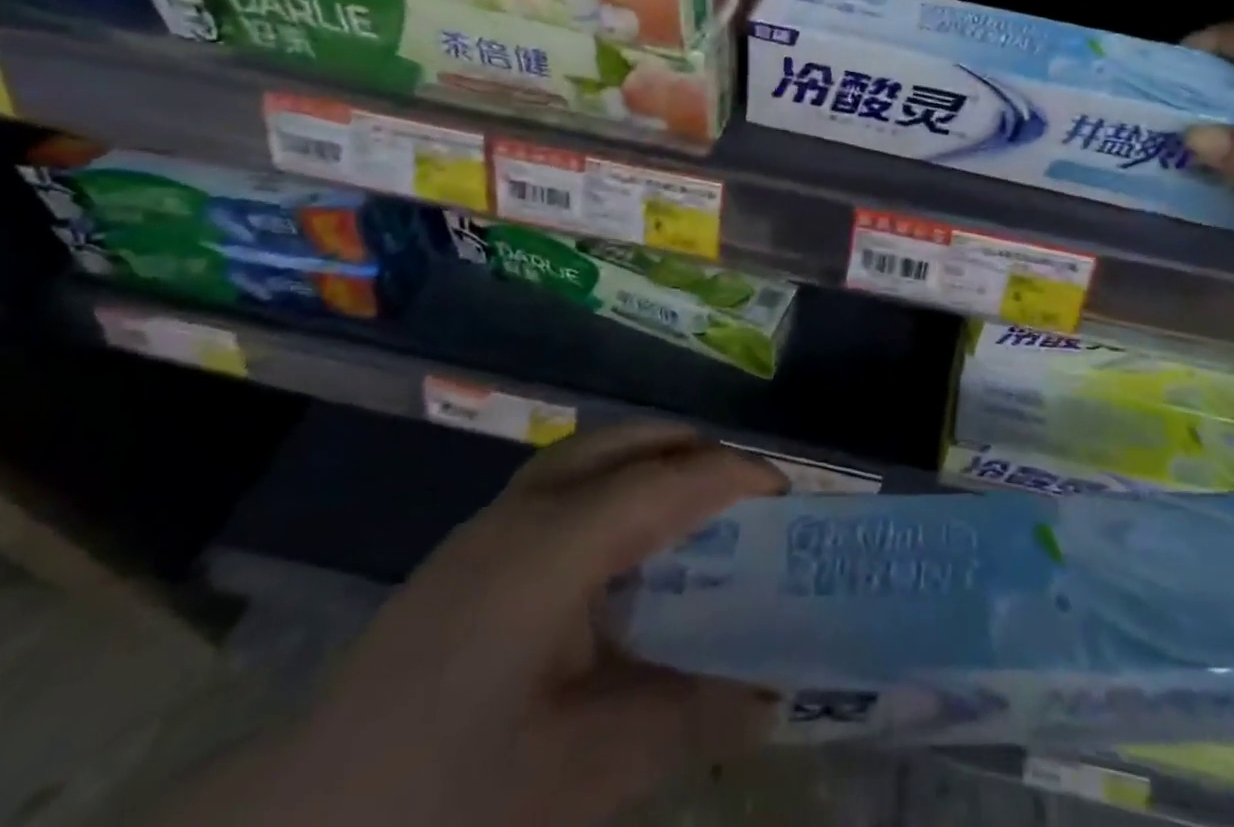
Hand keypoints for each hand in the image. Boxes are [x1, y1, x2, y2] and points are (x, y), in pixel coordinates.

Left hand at [157, 423, 784, 826]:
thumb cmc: (446, 799)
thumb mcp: (584, 772)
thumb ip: (687, 719)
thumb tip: (773, 695)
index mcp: (557, 547)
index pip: (668, 480)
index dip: (734, 477)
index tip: (787, 495)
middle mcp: (526, 511)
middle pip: (629, 442)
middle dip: (696, 454)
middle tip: (745, 499)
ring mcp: (490, 523)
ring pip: (593, 452)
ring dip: (652, 461)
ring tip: (694, 509)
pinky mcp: (469, 549)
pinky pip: (565, 482)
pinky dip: (614, 485)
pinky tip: (621, 551)